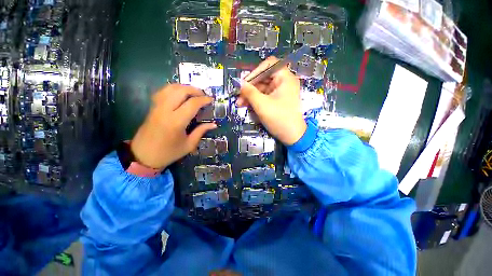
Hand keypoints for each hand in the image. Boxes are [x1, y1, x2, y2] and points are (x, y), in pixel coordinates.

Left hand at [130, 84, 216, 169]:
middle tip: (203, 95)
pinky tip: (180, 94)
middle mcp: (165, 111)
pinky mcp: (152, 107)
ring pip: (170, 88)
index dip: (204, 100)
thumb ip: (201, 131)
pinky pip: (162, 92)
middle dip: (194, 90)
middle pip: (180, 91)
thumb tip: (213, 124)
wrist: (143, 156)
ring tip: (193, 93)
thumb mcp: (189, 145)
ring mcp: (157, 107)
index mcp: (176, 122)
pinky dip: (173, 89)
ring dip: (184, 87)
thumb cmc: (168, 153)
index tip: (211, 100)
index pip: (192, 104)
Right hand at [236, 56, 305, 144]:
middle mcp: (284, 82)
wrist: (292, 136)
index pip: (268, 65)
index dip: (255, 72)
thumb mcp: (262, 105)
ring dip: (251, 95)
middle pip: (264, 78)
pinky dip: (256, 100)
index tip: (244, 83)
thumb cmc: (279, 118)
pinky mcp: (278, 100)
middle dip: (250, 87)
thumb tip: (239, 82)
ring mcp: (281, 91)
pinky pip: (265, 95)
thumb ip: (249, 92)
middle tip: (239, 97)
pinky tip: (247, 105)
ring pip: (262, 88)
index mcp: (285, 78)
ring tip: (240, 104)